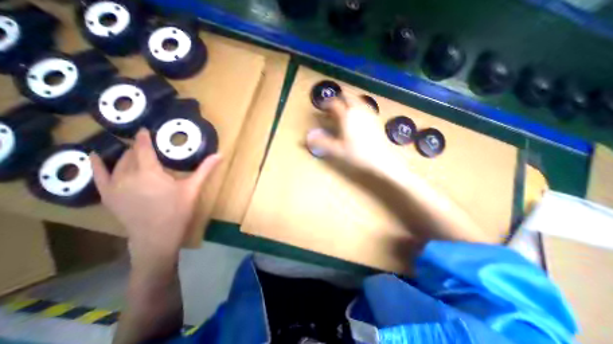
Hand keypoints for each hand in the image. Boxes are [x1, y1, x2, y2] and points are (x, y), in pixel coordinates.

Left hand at [90, 129, 221, 265]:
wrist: (156, 237)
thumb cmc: (178, 211)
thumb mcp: (193, 189)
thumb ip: (205, 169)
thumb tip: (220, 154)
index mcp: (150, 172)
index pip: (144, 148)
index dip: (144, 137)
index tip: (146, 129)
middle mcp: (128, 175)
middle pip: (131, 154)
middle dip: (139, 147)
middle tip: (149, 143)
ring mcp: (115, 186)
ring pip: (117, 163)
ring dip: (125, 154)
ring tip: (133, 149)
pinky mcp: (109, 196)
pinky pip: (98, 176)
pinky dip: (97, 165)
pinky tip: (94, 156)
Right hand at [306, 97, 402, 177]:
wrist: (381, 159)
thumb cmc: (358, 154)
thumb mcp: (337, 149)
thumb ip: (321, 142)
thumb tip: (308, 137)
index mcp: (347, 115)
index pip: (334, 104)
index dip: (326, 104)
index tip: (321, 107)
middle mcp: (358, 110)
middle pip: (347, 96)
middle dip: (339, 97)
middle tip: (332, 104)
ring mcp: (368, 113)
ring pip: (357, 99)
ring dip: (349, 100)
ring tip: (343, 106)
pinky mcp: (375, 118)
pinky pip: (365, 106)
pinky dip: (358, 105)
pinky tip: (357, 113)